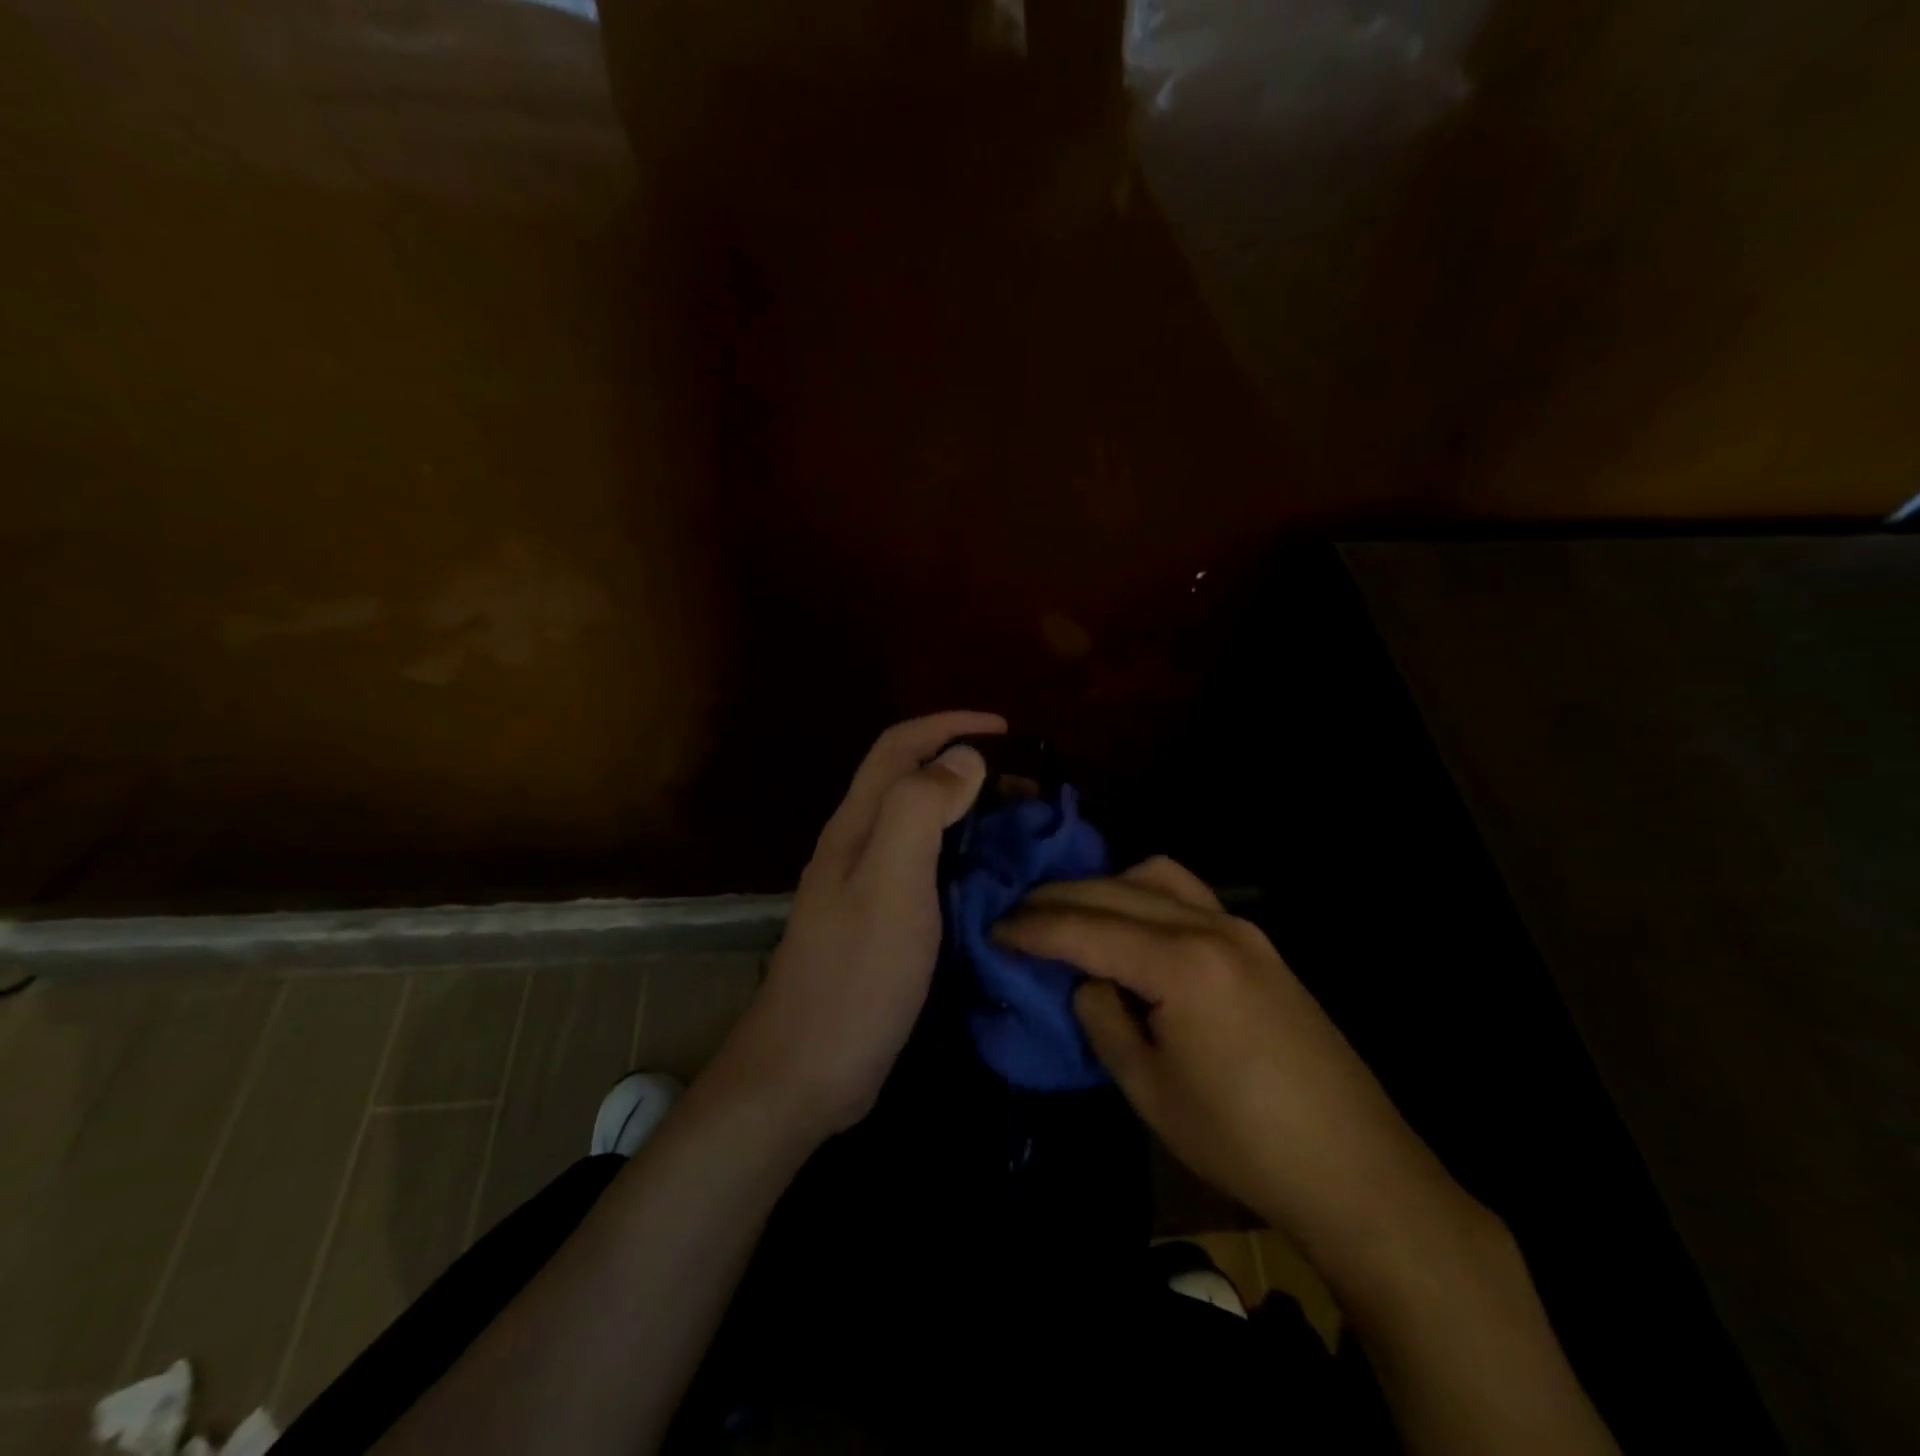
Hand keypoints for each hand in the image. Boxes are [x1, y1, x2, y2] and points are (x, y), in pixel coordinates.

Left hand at [708, 712, 1003, 1140]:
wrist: (805, 1071)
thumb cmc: (855, 975)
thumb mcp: (890, 884)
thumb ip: (919, 811)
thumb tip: (961, 758)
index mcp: (856, 825)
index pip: (899, 747)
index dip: (949, 726)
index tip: (1007, 730)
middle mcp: (856, 845)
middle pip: (908, 780)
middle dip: (963, 764)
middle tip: (1026, 784)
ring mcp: (863, 887)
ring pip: (918, 823)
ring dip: (965, 808)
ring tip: (1017, 823)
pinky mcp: (877, 924)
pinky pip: (924, 866)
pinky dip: (960, 853)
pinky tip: (989, 877)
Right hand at [997, 857, 1465, 1255]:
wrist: (1355, 1168)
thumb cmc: (1241, 1141)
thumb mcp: (1149, 1090)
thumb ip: (1104, 1019)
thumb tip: (1085, 980)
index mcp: (1180, 966)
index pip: (1085, 929)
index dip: (1032, 929)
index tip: (993, 930)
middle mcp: (1210, 927)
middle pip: (1114, 891)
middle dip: (1057, 899)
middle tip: (1016, 916)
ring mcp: (1241, 928)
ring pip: (1155, 876)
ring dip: (1104, 886)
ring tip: (1071, 913)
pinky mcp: (1259, 943)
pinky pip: (1187, 894)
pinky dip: (1145, 893)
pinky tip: (1130, 922)